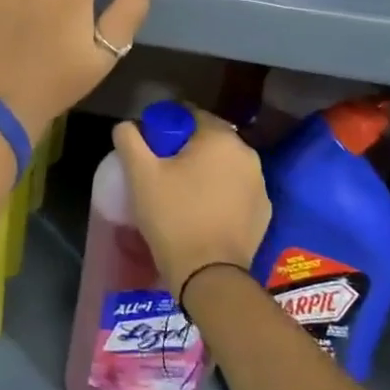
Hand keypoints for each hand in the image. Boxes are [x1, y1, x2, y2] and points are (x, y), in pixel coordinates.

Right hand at [111, 108, 269, 296]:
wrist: (209, 275)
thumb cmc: (173, 216)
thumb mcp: (140, 174)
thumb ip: (129, 139)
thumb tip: (126, 125)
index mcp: (220, 138)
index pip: (190, 114)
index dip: (167, 125)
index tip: (151, 145)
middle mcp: (247, 154)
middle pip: (209, 138)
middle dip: (186, 147)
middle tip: (162, 169)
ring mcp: (260, 184)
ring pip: (224, 165)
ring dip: (205, 170)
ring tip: (181, 191)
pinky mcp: (264, 211)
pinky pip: (236, 190)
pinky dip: (221, 192)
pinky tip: (202, 210)